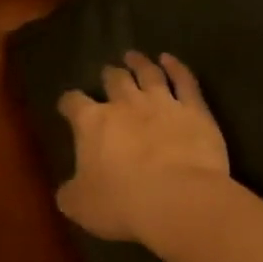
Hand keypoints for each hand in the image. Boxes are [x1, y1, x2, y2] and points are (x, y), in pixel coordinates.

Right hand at [55, 51, 231, 246]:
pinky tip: (170, 59)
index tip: (68, 106)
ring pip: (148, 73)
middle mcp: (123, 104)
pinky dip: (177, 67)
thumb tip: (67, 190)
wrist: (180, 202)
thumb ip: (70, 192)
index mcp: (90, 122)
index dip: (69, 103)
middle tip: (108, 73)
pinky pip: (185, 81)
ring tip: (134, 56)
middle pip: (113, 80)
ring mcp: (161, 103)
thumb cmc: (122, 203)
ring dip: (139, 63)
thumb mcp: (80, 204)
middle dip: (108, 75)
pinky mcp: (195, 111)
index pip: (73, 102)